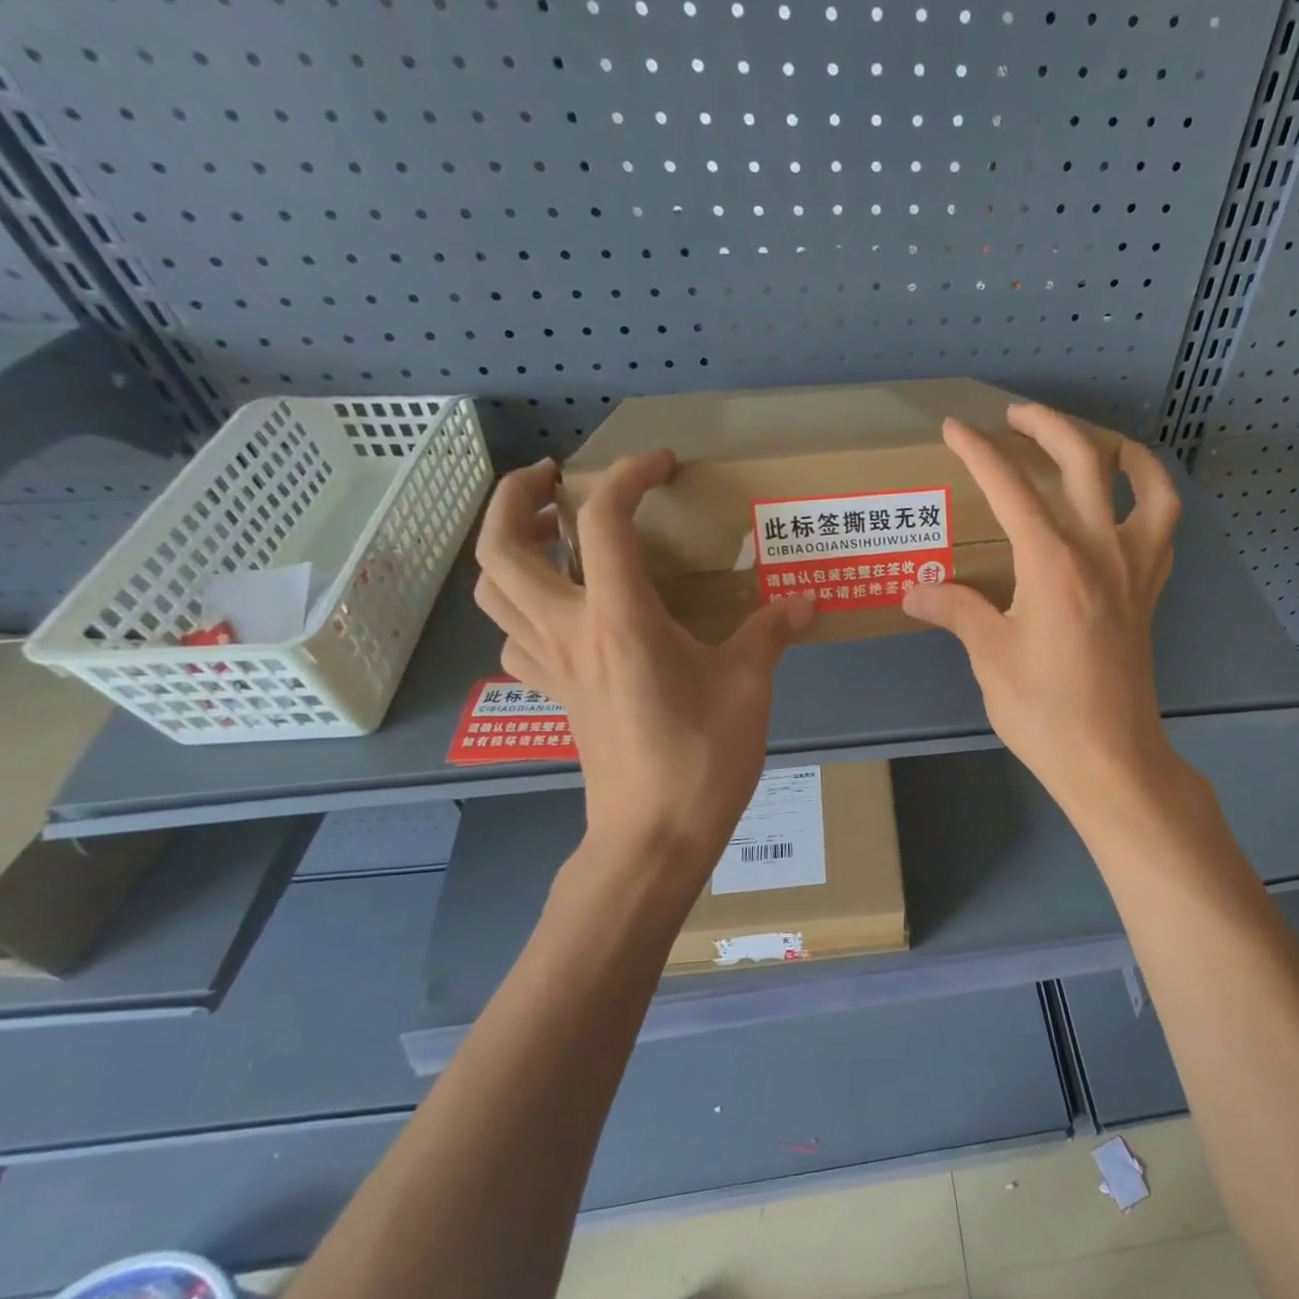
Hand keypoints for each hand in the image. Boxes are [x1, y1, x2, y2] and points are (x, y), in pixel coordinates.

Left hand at [473, 454, 814, 892]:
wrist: (654, 836)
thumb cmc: (702, 758)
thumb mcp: (749, 687)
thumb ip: (771, 633)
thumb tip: (804, 602)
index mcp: (620, 619)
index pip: (602, 521)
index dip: (628, 476)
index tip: (661, 463)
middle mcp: (569, 631)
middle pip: (503, 546)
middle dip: (518, 497)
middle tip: (554, 479)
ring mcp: (551, 667)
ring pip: (494, 591)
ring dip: (510, 549)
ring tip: (552, 537)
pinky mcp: (555, 696)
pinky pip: (515, 640)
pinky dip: (524, 611)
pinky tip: (562, 615)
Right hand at [902, 405, 1181, 821]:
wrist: (1110, 759)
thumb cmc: (1044, 711)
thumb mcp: (989, 657)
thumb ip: (955, 610)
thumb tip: (915, 589)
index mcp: (1052, 562)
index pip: (1011, 487)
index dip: (980, 452)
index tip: (955, 429)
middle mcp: (1101, 551)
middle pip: (1085, 462)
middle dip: (1048, 426)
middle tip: (1016, 417)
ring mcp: (1135, 571)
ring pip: (1147, 487)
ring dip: (1123, 453)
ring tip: (1098, 444)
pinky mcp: (1149, 595)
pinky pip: (1163, 531)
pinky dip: (1150, 502)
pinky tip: (1125, 508)